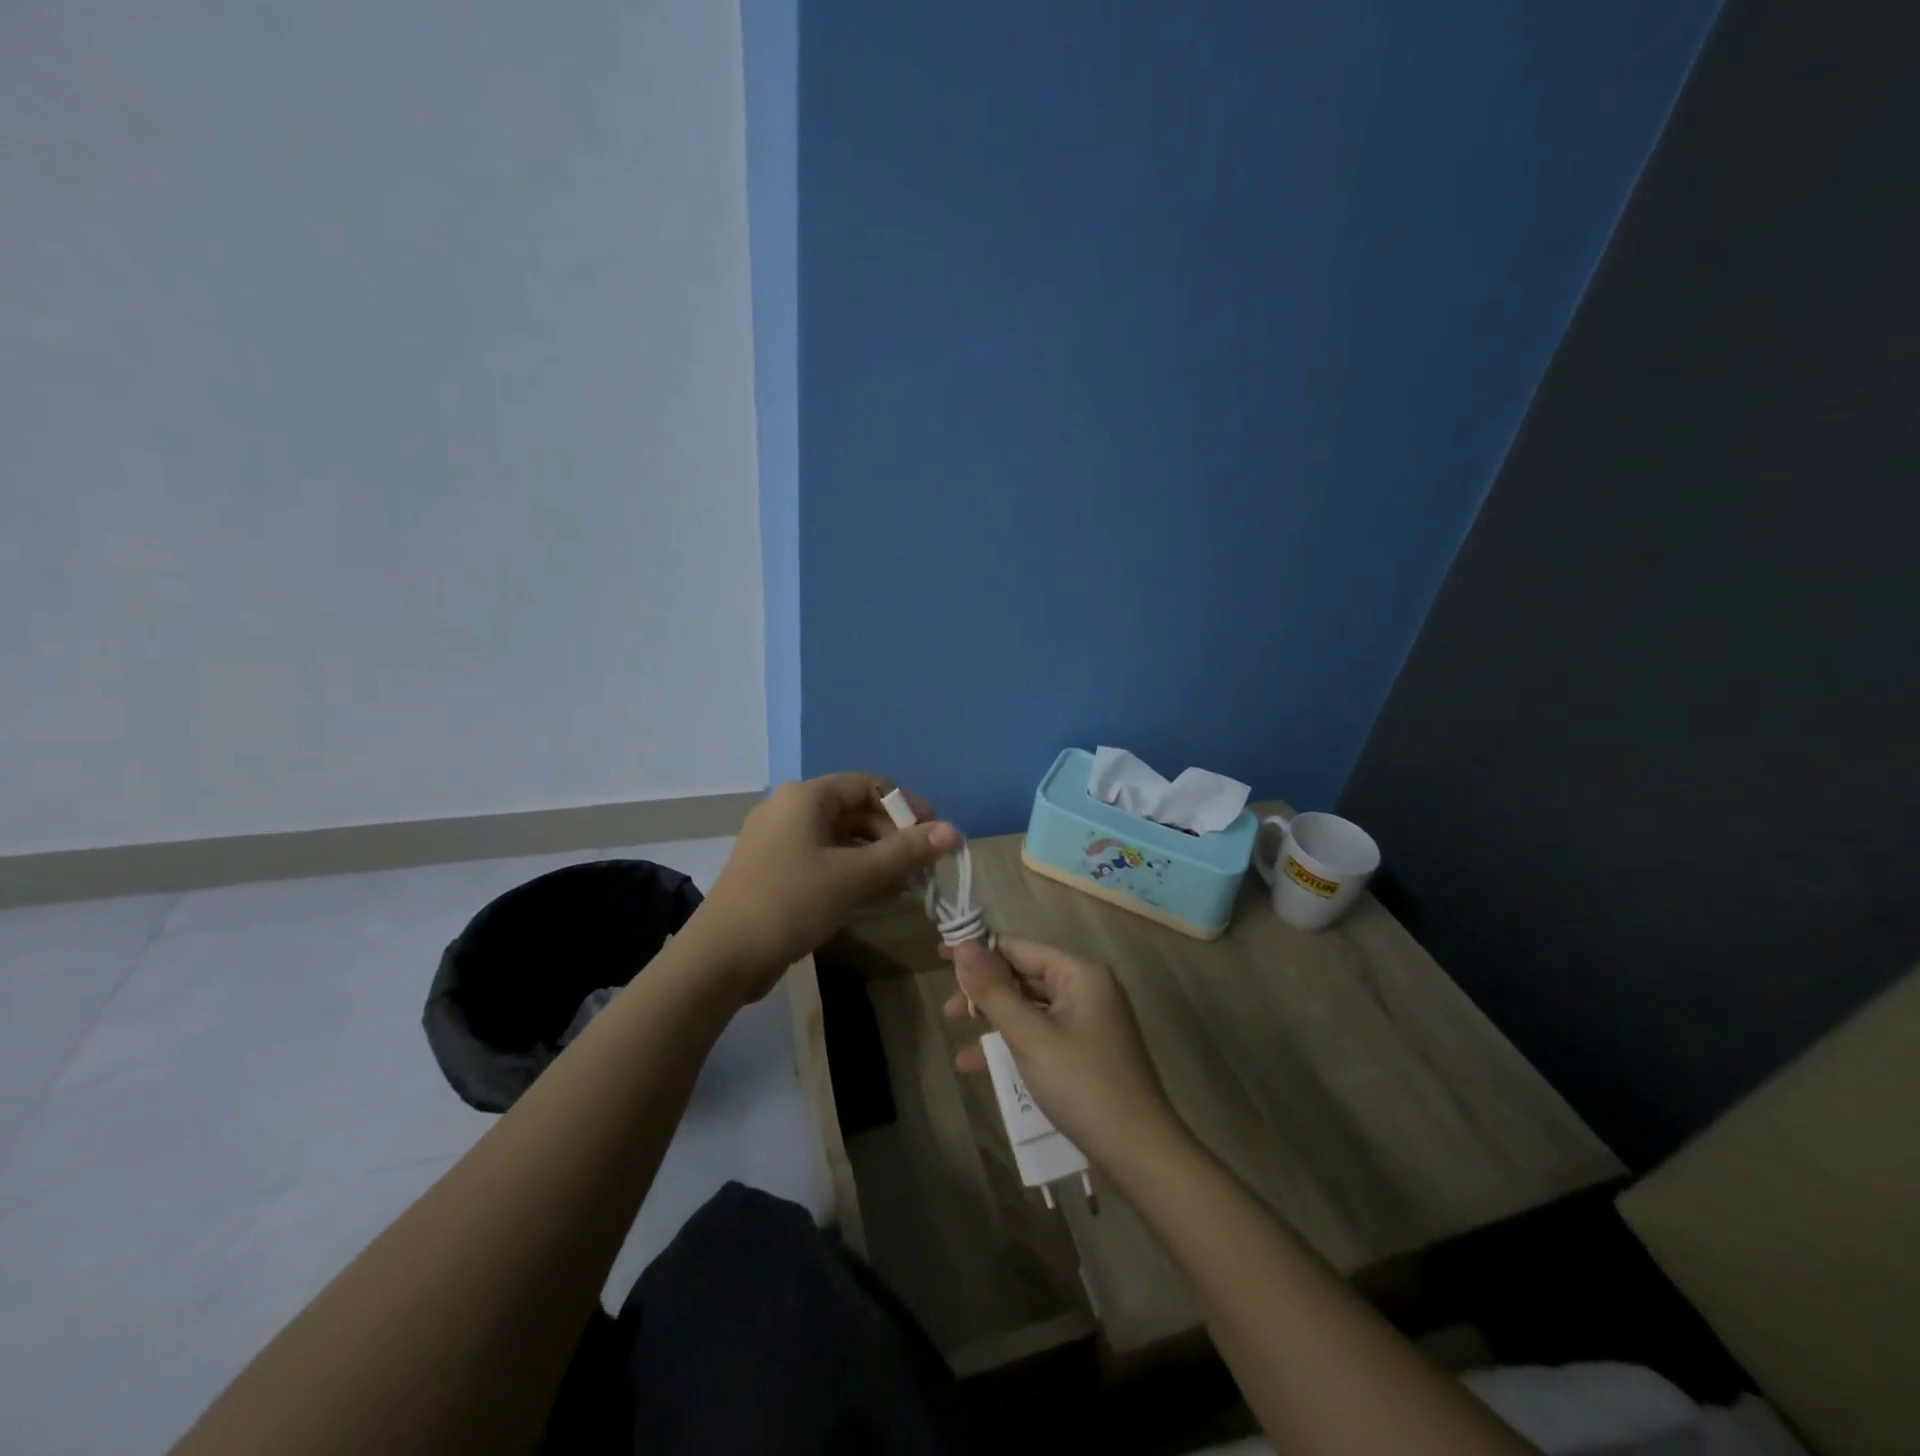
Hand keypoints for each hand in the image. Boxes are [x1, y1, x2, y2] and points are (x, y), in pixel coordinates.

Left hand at [694, 773, 958, 1000]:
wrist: (721, 958)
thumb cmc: (790, 903)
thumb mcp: (854, 876)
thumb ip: (905, 852)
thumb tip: (954, 831)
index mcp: (806, 797)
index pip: (869, 785)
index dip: (906, 806)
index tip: (934, 835)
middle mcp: (791, 810)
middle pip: (856, 812)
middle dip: (894, 838)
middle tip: (922, 869)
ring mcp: (780, 843)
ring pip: (842, 841)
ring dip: (878, 860)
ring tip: (908, 887)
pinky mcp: (777, 873)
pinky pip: (826, 862)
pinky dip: (854, 875)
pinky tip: (880, 899)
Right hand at [943, 936, 1187, 1178]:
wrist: (1138, 1152)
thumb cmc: (1081, 1083)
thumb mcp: (1029, 1035)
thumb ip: (993, 989)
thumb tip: (963, 945)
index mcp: (1080, 973)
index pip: (1019, 947)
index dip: (979, 950)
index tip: (940, 956)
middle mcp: (1087, 989)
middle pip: (1024, 976)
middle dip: (984, 991)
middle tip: (949, 1010)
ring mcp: (1088, 1021)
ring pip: (1030, 1008)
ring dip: (994, 1020)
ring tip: (956, 1033)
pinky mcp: (1086, 1052)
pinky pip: (1041, 1034)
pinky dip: (1013, 1044)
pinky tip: (979, 1065)